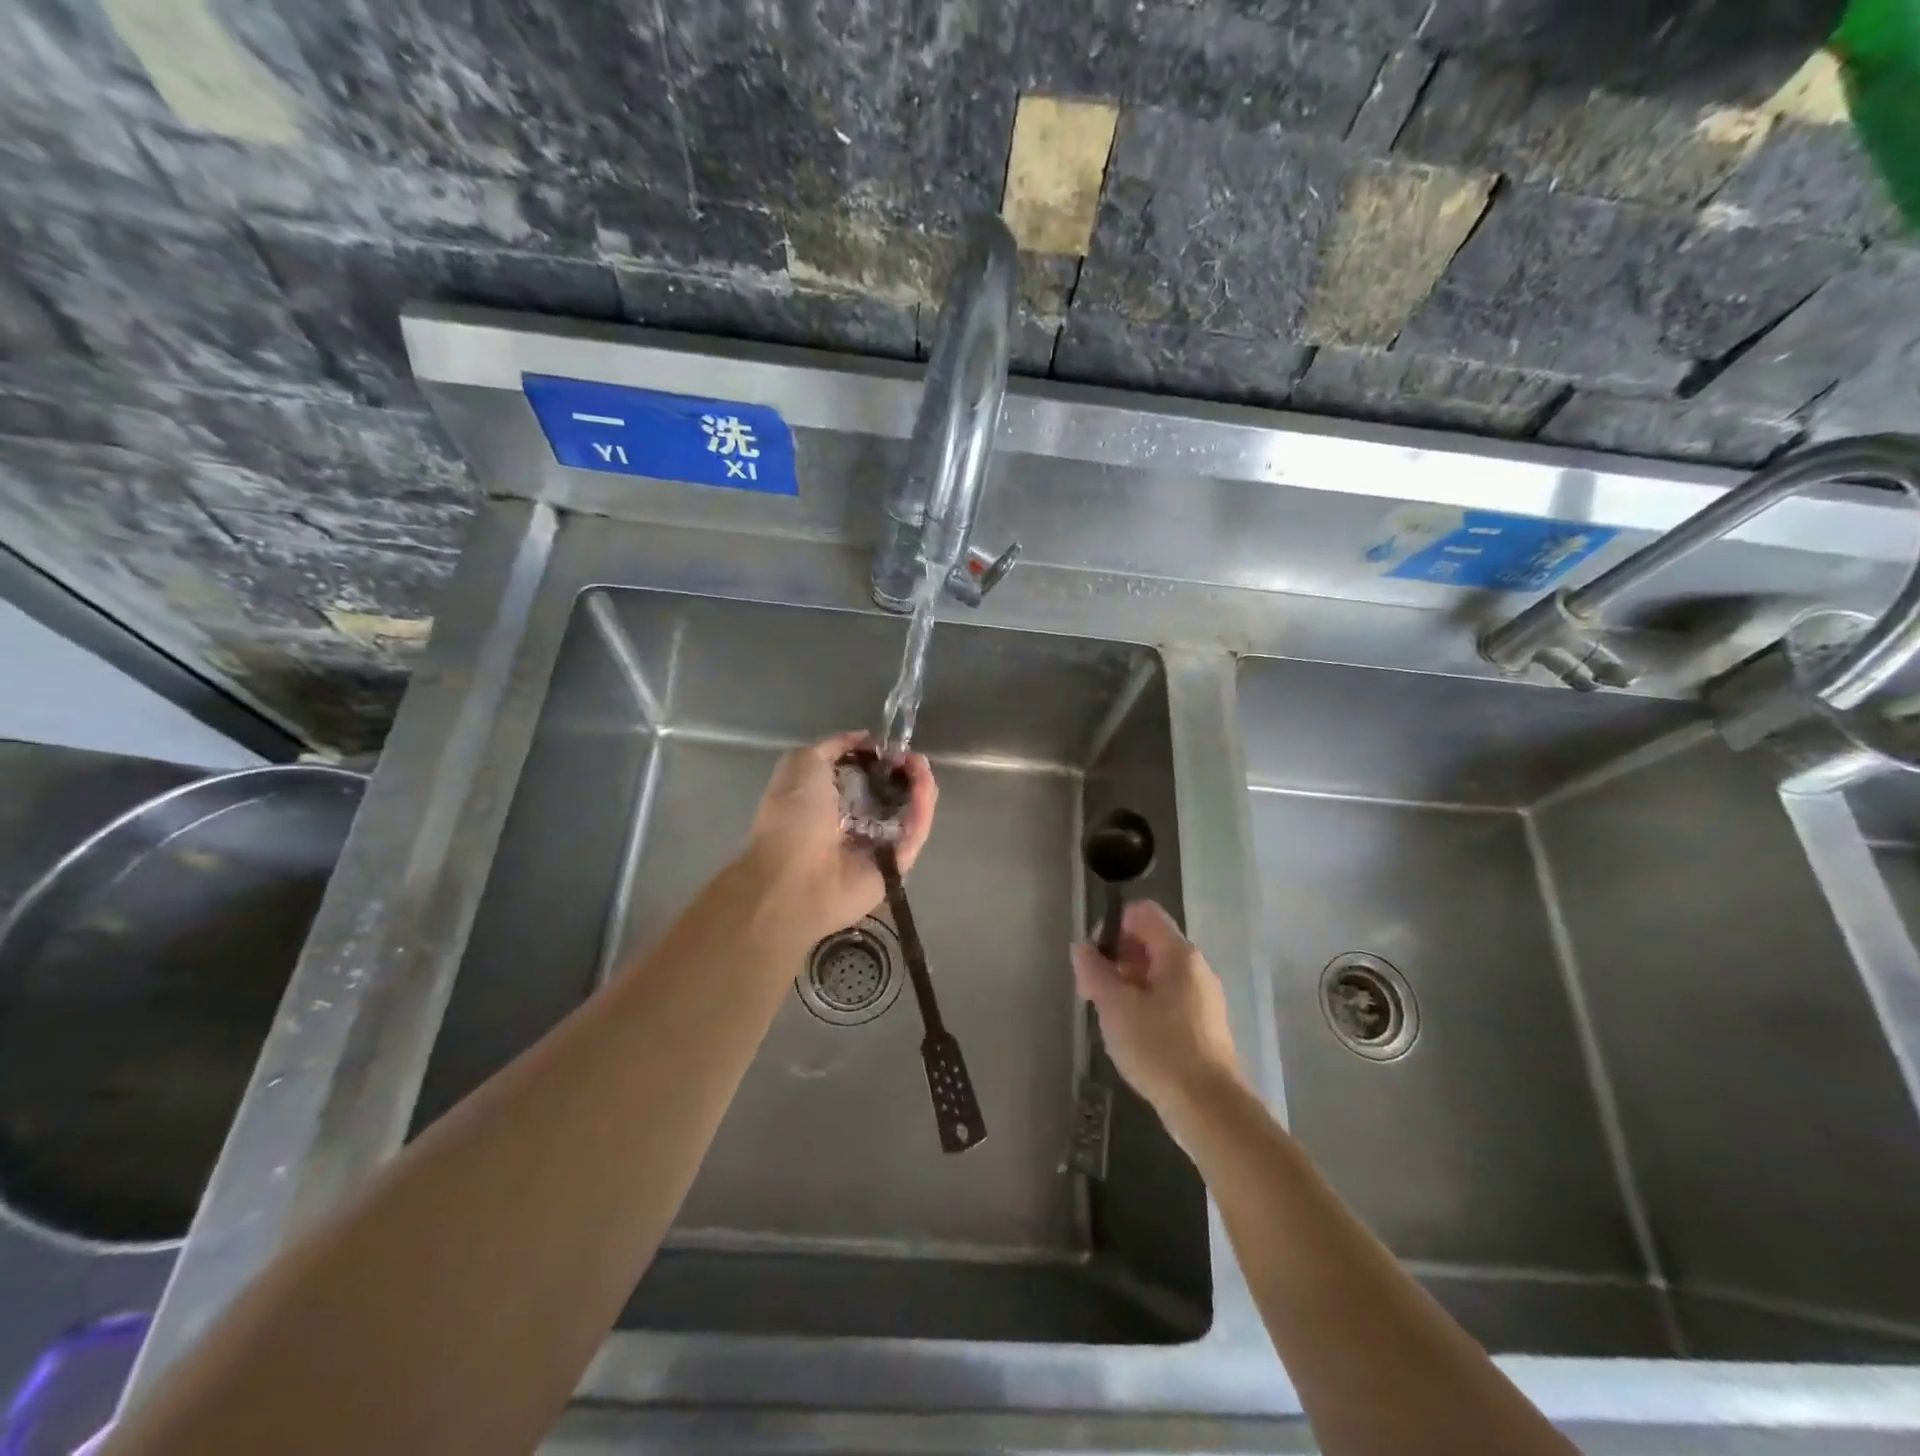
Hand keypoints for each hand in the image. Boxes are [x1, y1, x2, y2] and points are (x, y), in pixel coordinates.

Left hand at [743, 731, 936, 942]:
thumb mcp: (803, 762)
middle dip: (904, 771)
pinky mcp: (895, 867)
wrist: (793, 876)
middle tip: (911, 757)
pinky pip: (914, 834)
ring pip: (908, 812)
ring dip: (919, 786)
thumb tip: (865, 738)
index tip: (890, 746)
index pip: (863, 777)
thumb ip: (835, 745)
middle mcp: (853, 824)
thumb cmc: (792, 815)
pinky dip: (922, 809)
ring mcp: (876, 847)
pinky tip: (924, 785)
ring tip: (921, 766)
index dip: (879, 759)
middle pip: (891, 794)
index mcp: (827, 802)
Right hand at [1072, 900, 1243, 1120]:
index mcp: (1178, 953)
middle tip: (1094, 991)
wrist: (1210, 1109)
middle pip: (1149, 941)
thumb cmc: (1159, 1048)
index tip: (1094, 957)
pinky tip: (1133, 1035)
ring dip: (1128, 984)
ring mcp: (1203, 997)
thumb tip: (1082, 947)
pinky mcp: (1204, 1025)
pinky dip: (1145, 1005)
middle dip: (1116, 958)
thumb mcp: (1115, 1006)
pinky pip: (1168, 998)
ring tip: (1110, 1016)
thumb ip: (1094, 971)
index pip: (1143, 912)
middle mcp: (1195, 968)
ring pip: (1157, 973)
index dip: (1112, 924)